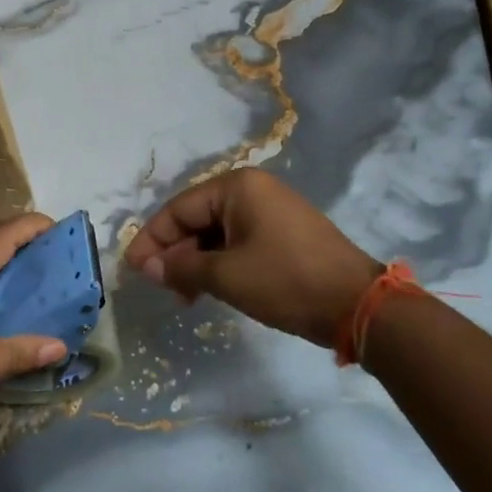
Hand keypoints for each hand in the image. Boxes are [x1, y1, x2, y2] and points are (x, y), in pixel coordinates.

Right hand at [126, 168, 379, 347]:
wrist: (358, 304)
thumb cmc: (286, 281)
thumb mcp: (227, 276)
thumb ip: (181, 268)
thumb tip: (146, 266)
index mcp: (237, 187)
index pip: (179, 209)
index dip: (152, 239)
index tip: (133, 269)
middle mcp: (252, 190)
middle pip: (197, 218)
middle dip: (175, 253)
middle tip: (162, 287)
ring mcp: (270, 210)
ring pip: (216, 233)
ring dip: (196, 262)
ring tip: (185, 296)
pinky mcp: (283, 233)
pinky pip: (238, 241)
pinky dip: (220, 263)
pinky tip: (211, 288)